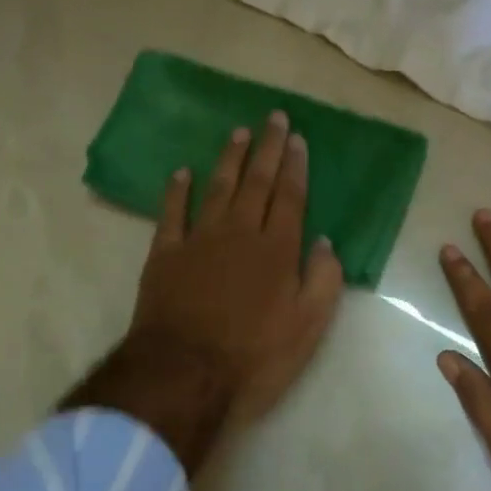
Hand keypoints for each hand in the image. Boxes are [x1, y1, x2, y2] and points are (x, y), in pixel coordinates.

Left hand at [128, 110, 343, 423]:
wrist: (184, 373)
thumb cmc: (254, 355)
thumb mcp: (308, 327)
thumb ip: (323, 280)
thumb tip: (326, 243)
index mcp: (277, 250)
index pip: (290, 197)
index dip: (295, 166)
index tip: (298, 139)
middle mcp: (239, 233)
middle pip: (256, 182)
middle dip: (268, 148)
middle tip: (274, 117)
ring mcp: (198, 240)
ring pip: (217, 188)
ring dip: (229, 159)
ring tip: (239, 133)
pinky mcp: (164, 254)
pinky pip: (171, 212)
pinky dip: (176, 190)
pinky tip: (181, 172)